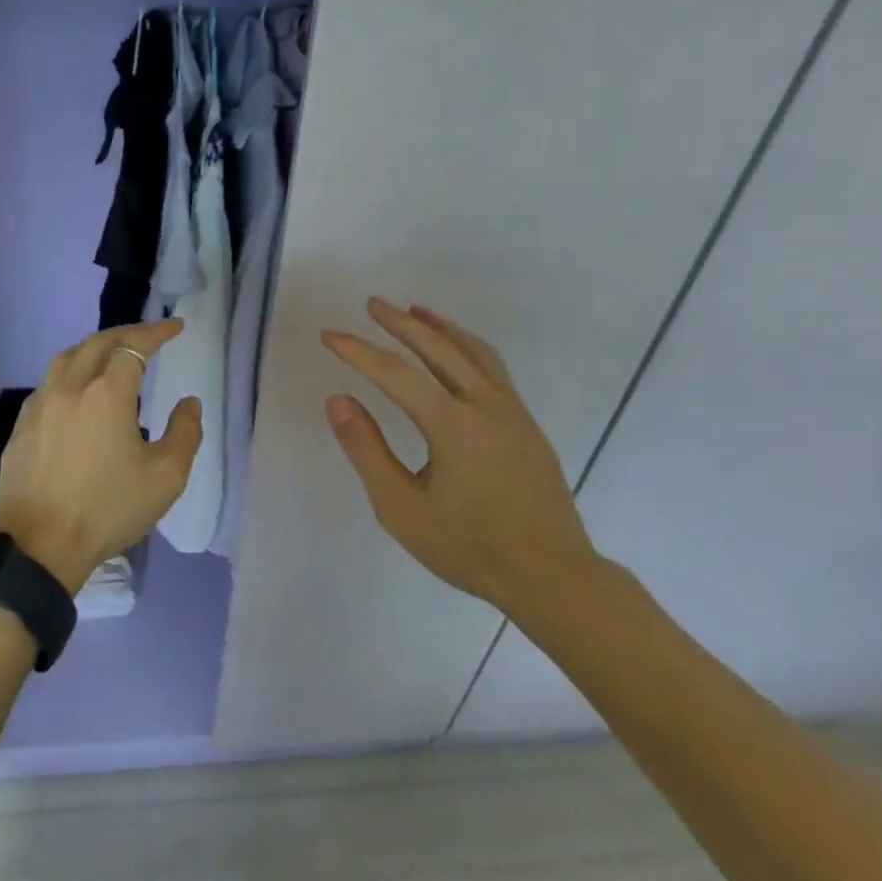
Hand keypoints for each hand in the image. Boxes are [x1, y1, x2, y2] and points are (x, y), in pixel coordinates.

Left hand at [0, 319, 202, 593]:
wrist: (39, 547)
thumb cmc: (107, 510)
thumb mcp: (165, 477)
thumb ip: (185, 433)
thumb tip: (189, 403)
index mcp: (107, 393)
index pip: (134, 346)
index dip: (156, 332)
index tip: (175, 327)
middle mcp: (70, 387)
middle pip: (98, 342)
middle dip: (127, 334)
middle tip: (149, 336)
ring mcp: (40, 405)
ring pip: (67, 357)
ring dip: (94, 348)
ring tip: (112, 356)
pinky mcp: (21, 426)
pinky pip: (48, 383)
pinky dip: (70, 373)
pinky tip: (77, 392)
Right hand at [322, 298, 603, 624]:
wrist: (551, 576)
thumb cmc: (469, 547)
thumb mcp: (401, 508)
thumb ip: (367, 450)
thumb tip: (338, 400)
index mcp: (452, 424)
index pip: (395, 373)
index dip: (358, 351)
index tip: (330, 335)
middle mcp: (485, 405)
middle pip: (438, 348)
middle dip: (401, 323)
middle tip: (373, 304)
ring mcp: (512, 411)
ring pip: (473, 351)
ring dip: (440, 327)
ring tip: (415, 311)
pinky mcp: (527, 423)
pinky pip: (493, 368)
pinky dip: (467, 346)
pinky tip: (458, 351)